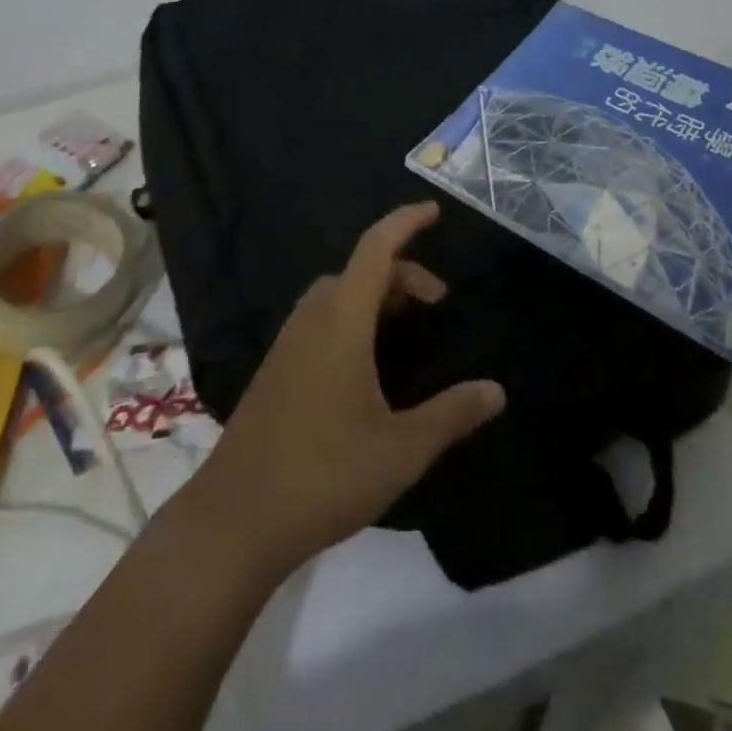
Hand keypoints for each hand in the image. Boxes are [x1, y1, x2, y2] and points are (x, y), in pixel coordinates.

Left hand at [192, 203, 505, 575]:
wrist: (234, 520)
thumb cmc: (324, 474)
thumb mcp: (402, 449)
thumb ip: (452, 414)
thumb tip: (497, 391)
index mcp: (342, 320)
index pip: (376, 248)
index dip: (405, 222)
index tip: (433, 210)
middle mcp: (312, 319)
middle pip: (359, 269)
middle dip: (401, 272)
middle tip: (435, 304)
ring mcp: (287, 343)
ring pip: (336, 294)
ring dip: (374, 295)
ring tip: (404, 327)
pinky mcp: (275, 369)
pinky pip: (320, 319)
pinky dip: (351, 317)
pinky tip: (365, 365)